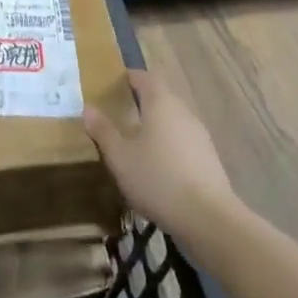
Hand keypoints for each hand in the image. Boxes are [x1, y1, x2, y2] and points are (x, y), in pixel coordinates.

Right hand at [84, 69, 235, 239]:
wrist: (209, 220)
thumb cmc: (158, 179)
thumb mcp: (120, 157)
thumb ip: (103, 131)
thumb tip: (88, 108)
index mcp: (161, 103)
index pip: (145, 77)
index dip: (130, 77)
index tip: (114, 84)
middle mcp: (183, 112)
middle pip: (161, 97)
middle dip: (142, 102)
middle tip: (121, 114)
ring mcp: (200, 135)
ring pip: (174, 120)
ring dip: (157, 125)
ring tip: (138, 142)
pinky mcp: (209, 159)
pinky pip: (184, 141)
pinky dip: (170, 145)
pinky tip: (160, 167)